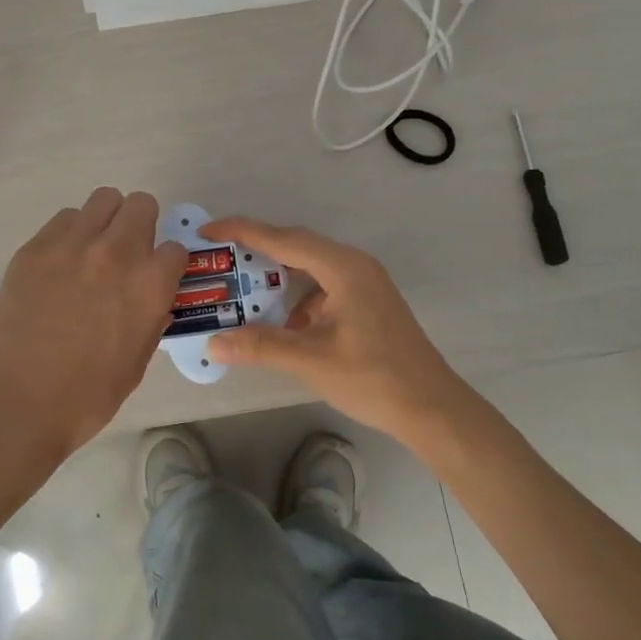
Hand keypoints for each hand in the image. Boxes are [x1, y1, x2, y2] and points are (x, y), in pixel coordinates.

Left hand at [0, 189, 188, 463]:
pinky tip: (61, 263)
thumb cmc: (86, 397)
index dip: (168, 264)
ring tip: (93, 250)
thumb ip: (150, 320)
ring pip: (103, 199)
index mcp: (149, 285)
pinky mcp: (35, 247)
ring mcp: (72, 245)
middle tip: (128, 253)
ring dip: (107, 220)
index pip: (176, 248)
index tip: (157, 277)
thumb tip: (152, 300)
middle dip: (142, 226)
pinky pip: (64, 218)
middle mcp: (116, 252)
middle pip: (141, 205)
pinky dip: (71, 233)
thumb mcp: (137, 362)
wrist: (16, 402)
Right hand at [198, 217, 461, 443]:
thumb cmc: (374, 378)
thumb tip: (213, 343)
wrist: (432, 408)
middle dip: (256, 251)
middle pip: (296, 246)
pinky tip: (282, 322)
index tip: (207, 231)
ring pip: (310, 267)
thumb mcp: (311, 360)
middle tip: (218, 258)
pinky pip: (323, 286)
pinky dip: (297, 297)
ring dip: (277, 276)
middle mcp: (354, 265)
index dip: (243, 232)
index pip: (284, 238)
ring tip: (241, 288)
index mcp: (343, 268)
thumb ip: (260, 346)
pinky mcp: (367, 302)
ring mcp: (364, 283)